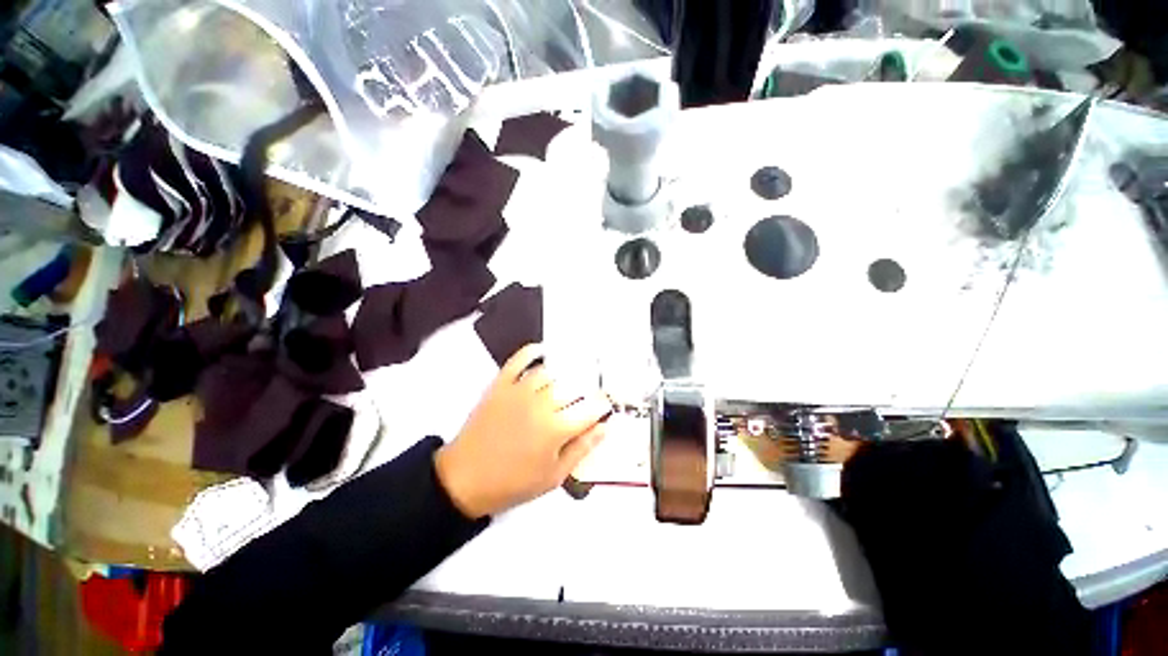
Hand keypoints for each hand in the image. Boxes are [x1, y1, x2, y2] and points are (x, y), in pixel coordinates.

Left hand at [435, 345, 609, 518]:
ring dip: (562, 376)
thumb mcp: (554, 477)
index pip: (591, 409)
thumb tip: (605, 428)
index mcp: (556, 429)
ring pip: (550, 373)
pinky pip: (519, 360)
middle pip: (573, 387)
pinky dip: (531, 351)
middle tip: (585, 397)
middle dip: (585, 391)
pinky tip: (542, 350)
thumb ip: (581, 449)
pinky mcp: (501, 384)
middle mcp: (541, 404)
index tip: (604, 406)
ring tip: (565, 383)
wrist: (465, 478)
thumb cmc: (513, 483)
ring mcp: (520, 391)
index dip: (602, 406)